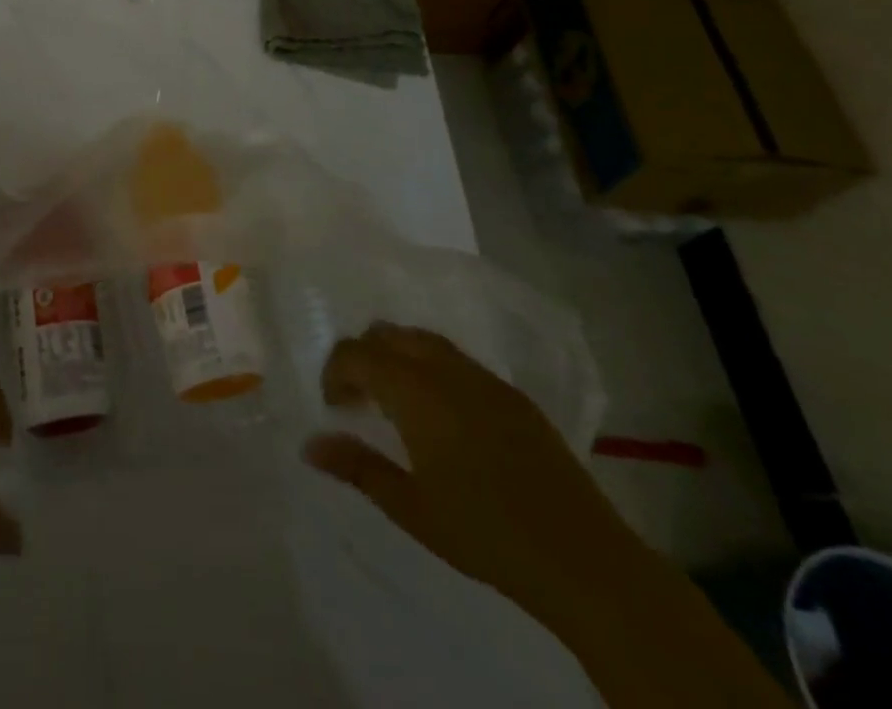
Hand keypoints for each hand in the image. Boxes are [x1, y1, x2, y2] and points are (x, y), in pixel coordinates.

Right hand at [304, 324, 642, 623]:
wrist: (581, 557)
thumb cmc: (483, 533)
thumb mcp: (410, 507)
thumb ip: (357, 466)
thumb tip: (310, 444)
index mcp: (415, 391)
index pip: (357, 353)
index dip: (335, 371)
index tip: (334, 406)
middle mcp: (446, 370)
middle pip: (389, 334)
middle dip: (364, 355)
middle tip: (358, 398)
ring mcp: (484, 378)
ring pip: (424, 340)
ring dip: (398, 357)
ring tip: (395, 401)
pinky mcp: (512, 395)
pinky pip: (457, 360)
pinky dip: (431, 368)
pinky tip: (441, 414)